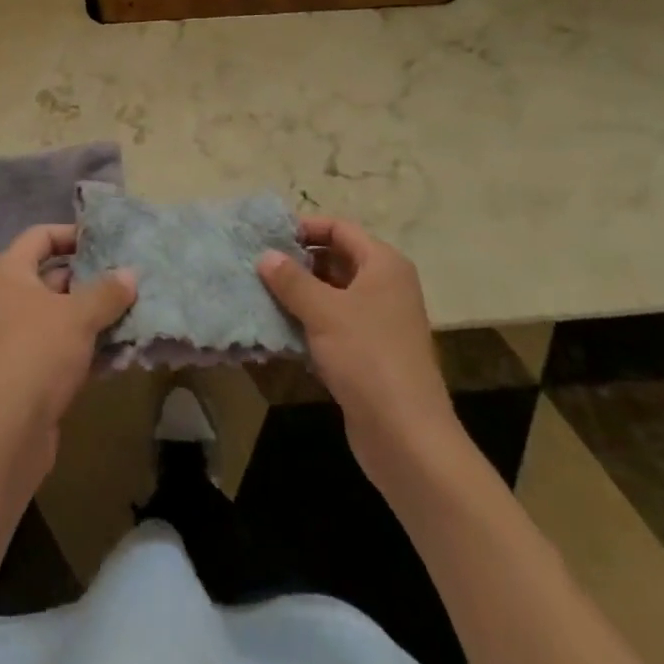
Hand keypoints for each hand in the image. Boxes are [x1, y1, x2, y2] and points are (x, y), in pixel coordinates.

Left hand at [0, 224, 136, 485]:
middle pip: (54, 276)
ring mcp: (17, 337)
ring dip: (95, 315)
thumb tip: (130, 273)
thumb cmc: (37, 354)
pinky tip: (122, 351)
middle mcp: (8, 299)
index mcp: (9, 273)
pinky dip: (89, 346)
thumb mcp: (78, 316)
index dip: (72, 234)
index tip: (107, 241)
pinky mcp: (29, 371)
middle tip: (131, 278)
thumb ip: (107, 291)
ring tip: (137, 311)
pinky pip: (64, 347)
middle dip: (92, 277)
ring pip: (62, 314)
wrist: (4, 434)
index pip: (40, 236)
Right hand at [258, 217, 463, 491]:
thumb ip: (291, 280)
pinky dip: (308, 322)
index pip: (340, 228)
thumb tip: (265, 255)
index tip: (268, 236)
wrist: (405, 435)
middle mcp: (385, 286)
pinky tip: (278, 328)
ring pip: (332, 293)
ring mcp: (379, 321)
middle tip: (258, 265)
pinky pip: (333, 324)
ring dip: (299, 293)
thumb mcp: (323, 311)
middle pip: (336, 258)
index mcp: (383, 265)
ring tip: (260, 293)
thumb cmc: (367, 357)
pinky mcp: (368, 352)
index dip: (305, 227)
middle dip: (298, 261)